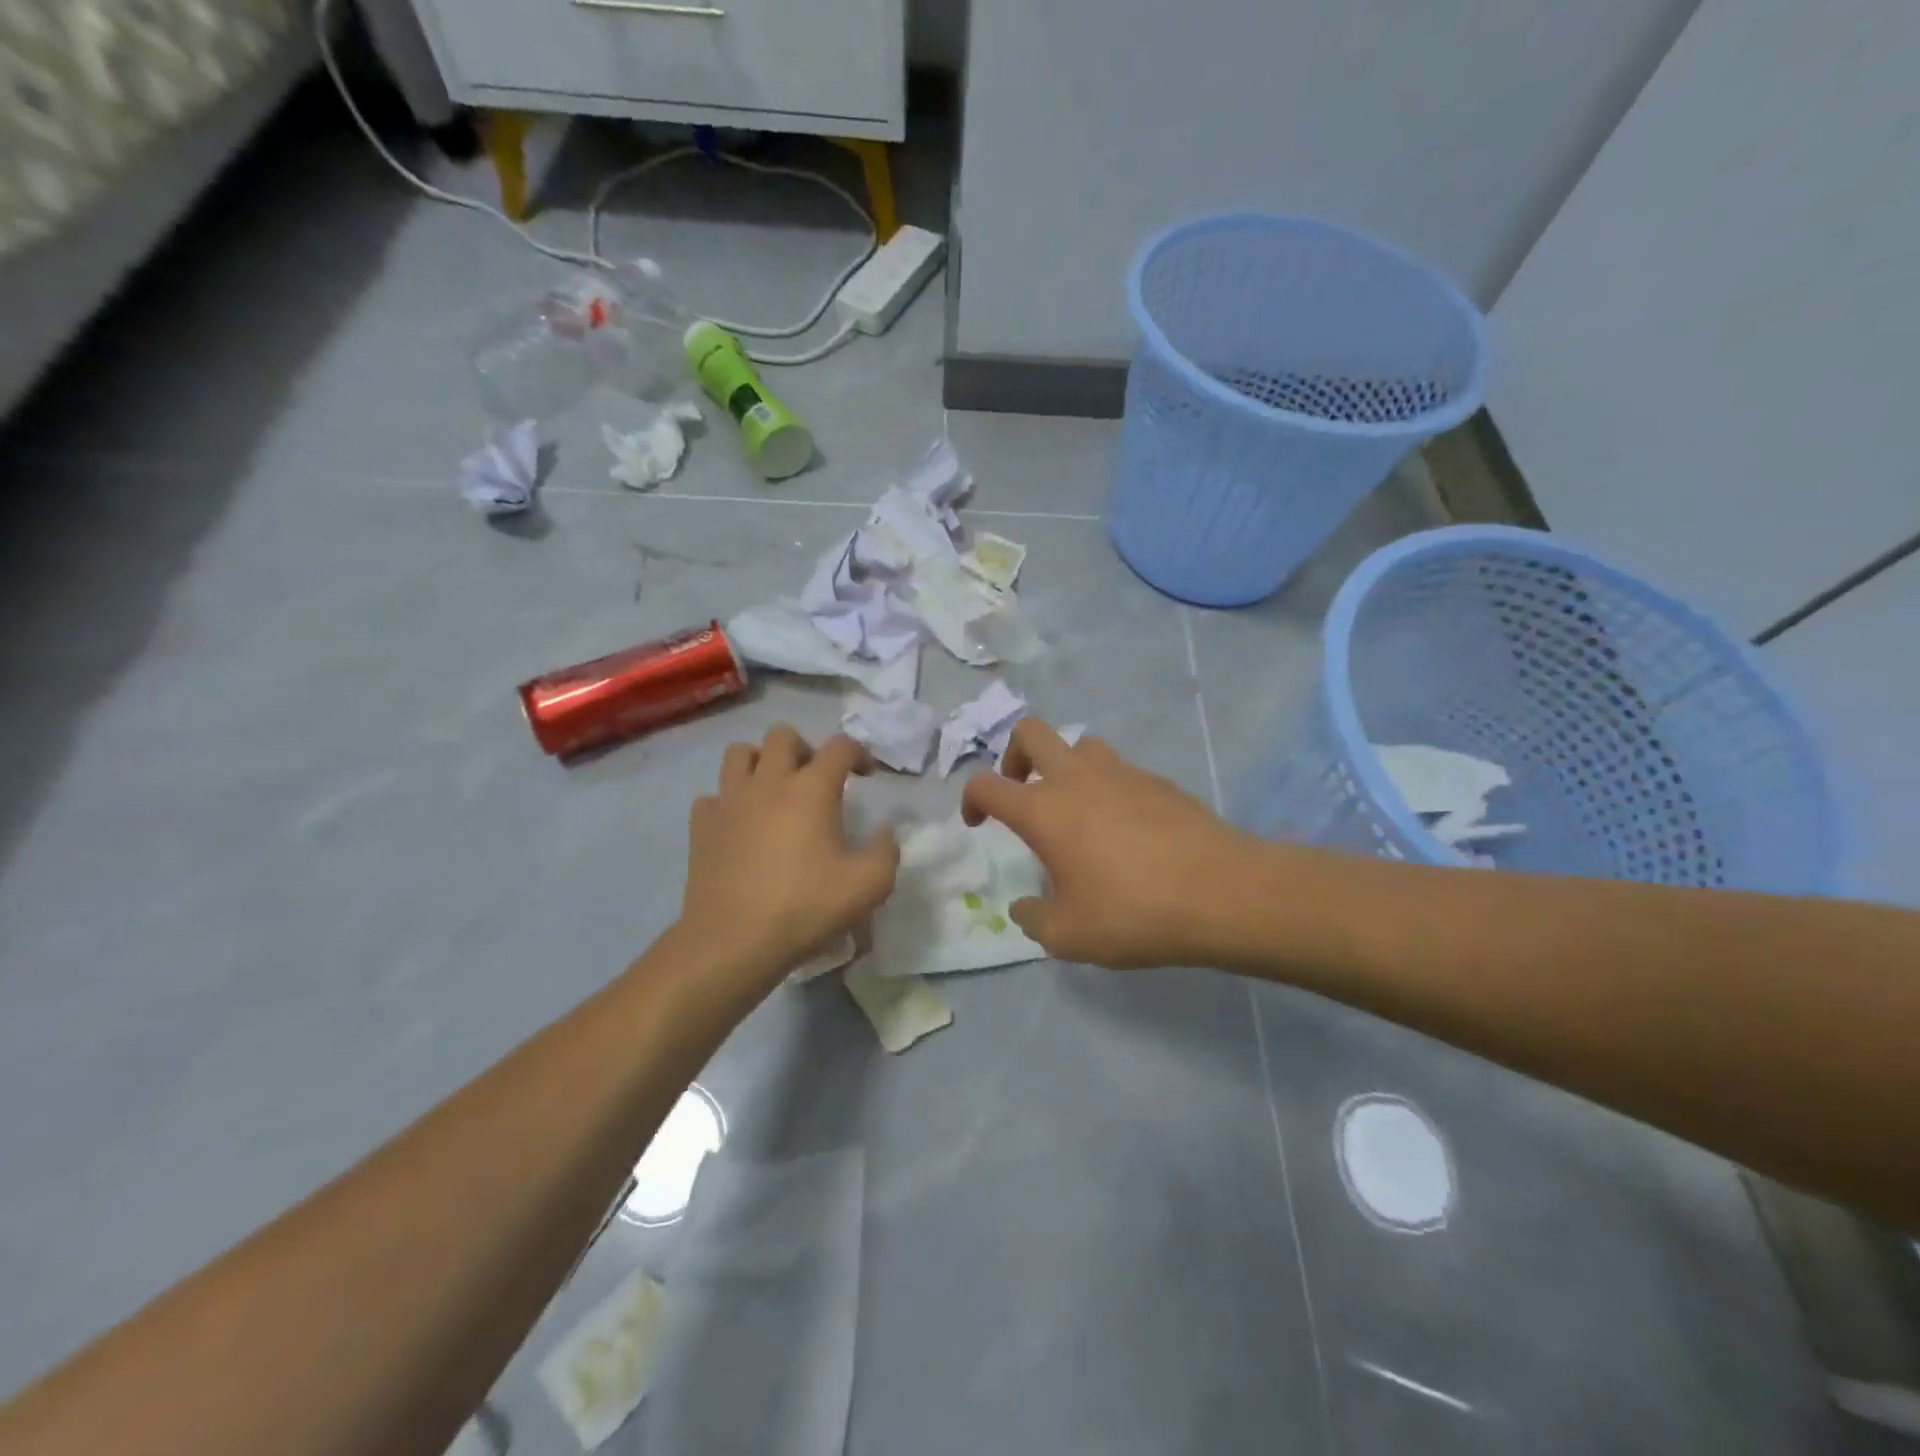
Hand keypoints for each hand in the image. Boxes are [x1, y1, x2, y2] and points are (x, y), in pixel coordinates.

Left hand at [678, 725, 899, 985]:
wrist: (734, 941)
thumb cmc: (806, 907)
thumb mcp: (870, 885)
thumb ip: (887, 851)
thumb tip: (885, 831)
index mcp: (812, 788)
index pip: (840, 746)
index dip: (859, 753)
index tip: (867, 775)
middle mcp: (769, 782)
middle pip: (783, 735)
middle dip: (805, 749)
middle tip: (816, 780)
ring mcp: (729, 801)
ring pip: (739, 754)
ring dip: (761, 763)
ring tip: (775, 792)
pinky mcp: (702, 826)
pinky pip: (713, 797)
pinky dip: (728, 802)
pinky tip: (741, 825)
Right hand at [960, 720, 1252, 968]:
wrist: (1222, 893)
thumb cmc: (1133, 913)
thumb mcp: (1069, 936)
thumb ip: (1034, 919)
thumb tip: (1024, 907)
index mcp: (1044, 810)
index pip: (986, 784)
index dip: (971, 799)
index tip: (977, 823)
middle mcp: (1077, 779)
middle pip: (1031, 732)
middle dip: (1014, 755)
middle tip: (1022, 791)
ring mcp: (1121, 772)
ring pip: (1080, 744)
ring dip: (1065, 765)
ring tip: (1076, 809)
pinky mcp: (1158, 781)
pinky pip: (1120, 769)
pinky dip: (1108, 787)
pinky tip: (1125, 829)